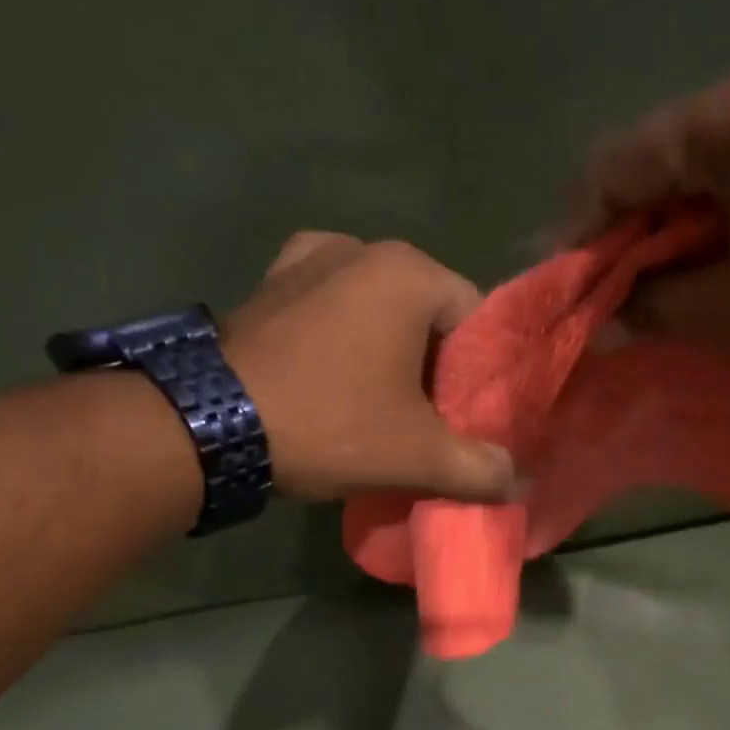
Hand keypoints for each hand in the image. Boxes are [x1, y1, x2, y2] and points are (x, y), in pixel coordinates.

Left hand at [221, 232, 515, 502]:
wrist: (211, 424)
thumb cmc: (333, 424)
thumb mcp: (419, 456)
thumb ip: (480, 468)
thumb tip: (517, 481)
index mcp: (409, 272)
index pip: (476, 321)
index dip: (479, 375)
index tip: (465, 418)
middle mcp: (361, 248)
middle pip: (427, 316)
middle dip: (434, 367)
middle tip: (426, 421)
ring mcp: (306, 258)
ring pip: (377, 312)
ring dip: (388, 355)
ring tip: (378, 405)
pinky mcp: (268, 284)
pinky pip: (330, 309)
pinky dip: (342, 339)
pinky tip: (336, 375)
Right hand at [570, 61, 729, 386]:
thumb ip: (651, 306)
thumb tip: (602, 316)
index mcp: (729, 122)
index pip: (615, 165)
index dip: (577, 230)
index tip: (564, 288)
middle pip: (653, 163)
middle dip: (621, 235)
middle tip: (607, 300)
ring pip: (694, 174)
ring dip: (664, 235)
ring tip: (652, 296)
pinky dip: (707, 227)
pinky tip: (703, 272)